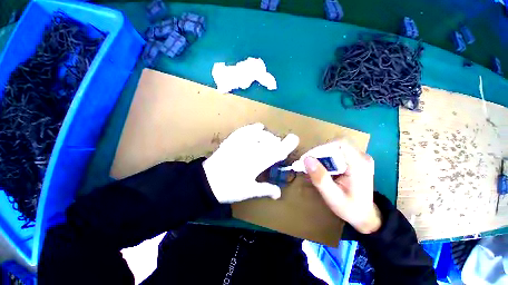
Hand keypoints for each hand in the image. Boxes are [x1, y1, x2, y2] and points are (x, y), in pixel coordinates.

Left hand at [203, 123, 298, 203]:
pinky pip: (246, 130)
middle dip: (277, 143)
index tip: (294, 138)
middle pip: (270, 141)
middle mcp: (251, 150)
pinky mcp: (232, 140)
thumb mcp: (249, 191)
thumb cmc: (229, 188)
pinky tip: (259, 127)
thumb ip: (266, 189)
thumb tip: (279, 193)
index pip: (276, 151)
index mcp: (257, 163)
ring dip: (268, 137)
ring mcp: (240, 143)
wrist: (206, 182)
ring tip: (270, 141)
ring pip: (260, 134)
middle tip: (278, 148)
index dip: (287, 144)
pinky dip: (254, 127)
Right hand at [304, 140, 380, 233]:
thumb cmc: (350, 208)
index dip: (322, 147)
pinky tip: (322, 169)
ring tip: (314, 168)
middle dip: (319, 153)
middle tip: (309, 165)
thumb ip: (320, 178)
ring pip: (335, 147)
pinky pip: (337, 152)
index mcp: (360, 164)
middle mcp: (361, 157)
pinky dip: (326, 158)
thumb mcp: (333, 197)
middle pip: (336, 144)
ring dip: (321, 155)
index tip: (310, 158)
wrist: (365, 215)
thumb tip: (307, 159)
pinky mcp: (354, 159)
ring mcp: (359, 157)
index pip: (340, 143)